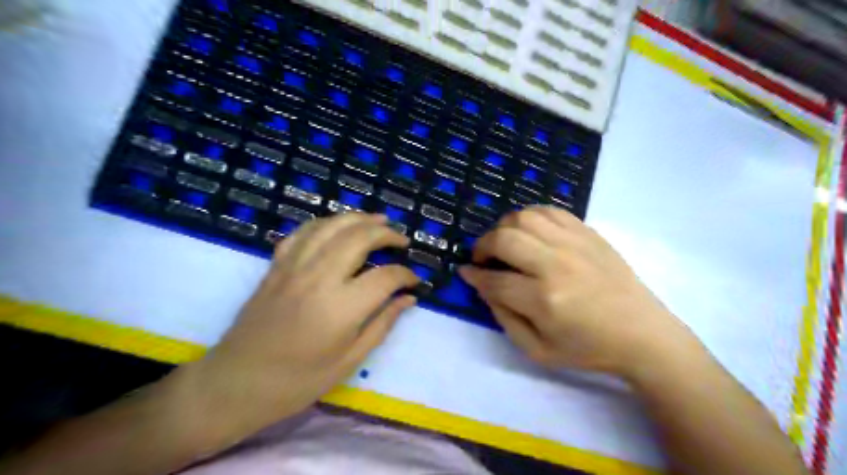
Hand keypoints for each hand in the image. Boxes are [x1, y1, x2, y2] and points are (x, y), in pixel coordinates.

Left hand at [187, 215, 420, 445]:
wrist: (235, 382)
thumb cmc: (297, 381)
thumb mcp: (349, 360)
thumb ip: (382, 324)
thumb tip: (408, 299)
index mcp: (341, 307)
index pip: (386, 277)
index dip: (406, 275)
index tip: (414, 282)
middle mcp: (319, 277)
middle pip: (360, 237)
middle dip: (387, 234)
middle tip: (402, 240)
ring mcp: (294, 266)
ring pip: (333, 226)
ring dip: (360, 218)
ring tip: (378, 220)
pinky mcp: (277, 265)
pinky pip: (304, 231)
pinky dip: (326, 223)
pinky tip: (337, 226)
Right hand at [462, 205, 693, 380]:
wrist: (642, 334)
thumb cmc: (588, 349)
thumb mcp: (537, 350)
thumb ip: (504, 318)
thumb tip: (484, 287)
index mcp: (544, 300)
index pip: (494, 280)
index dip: (473, 275)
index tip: (465, 272)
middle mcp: (556, 264)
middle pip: (504, 239)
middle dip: (483, 246)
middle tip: (482, 258)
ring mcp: (574, 244)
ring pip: (524, 217)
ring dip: (504, 227)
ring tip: (504, 242)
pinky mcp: (588, 233)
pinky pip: (550, 211)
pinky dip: (530, 216)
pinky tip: (528, 230)